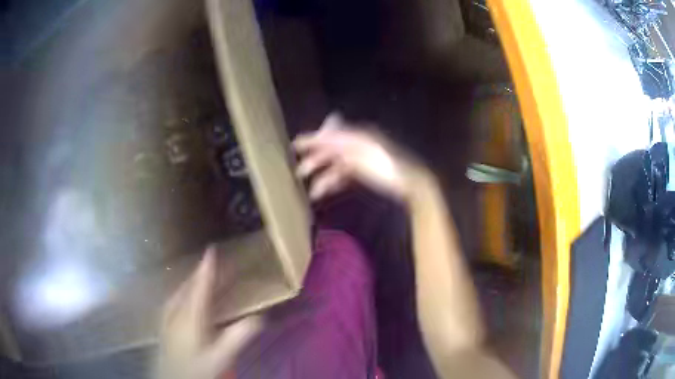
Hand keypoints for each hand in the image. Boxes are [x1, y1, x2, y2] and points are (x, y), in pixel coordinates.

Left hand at [155, 249, 261, 378]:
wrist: (172, 377)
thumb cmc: (197, 368)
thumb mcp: (221, 356)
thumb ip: (238, 336)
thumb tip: (260, 317)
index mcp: (191, 316)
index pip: (201, 287)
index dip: (207, 268)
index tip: (212, 249)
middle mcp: (177, 311)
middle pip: (189, 286)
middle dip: (201, 273)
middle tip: (214, 263)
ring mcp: (168, 316)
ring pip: (180, 292)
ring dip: (192, 281)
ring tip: (202, 276)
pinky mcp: (164, 323)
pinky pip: (174, 299)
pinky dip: (183, 292)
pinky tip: (184, 296)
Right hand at [293, 113, 425, 201]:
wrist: (407, 182)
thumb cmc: (384, 166)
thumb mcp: (359, 152)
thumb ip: (338, 142)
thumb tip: (320, 132)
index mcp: (356, 136)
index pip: (329, 135)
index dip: (312, 139)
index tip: (295, 145)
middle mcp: (356, 145)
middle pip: (330, 150)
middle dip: (314, 160)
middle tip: (299, 171)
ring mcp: (360, 159)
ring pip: (335, 165)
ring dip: (322, 176)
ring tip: (312, 191)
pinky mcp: (364, 173)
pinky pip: (343, 175)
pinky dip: (333, 183)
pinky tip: (324, 192)